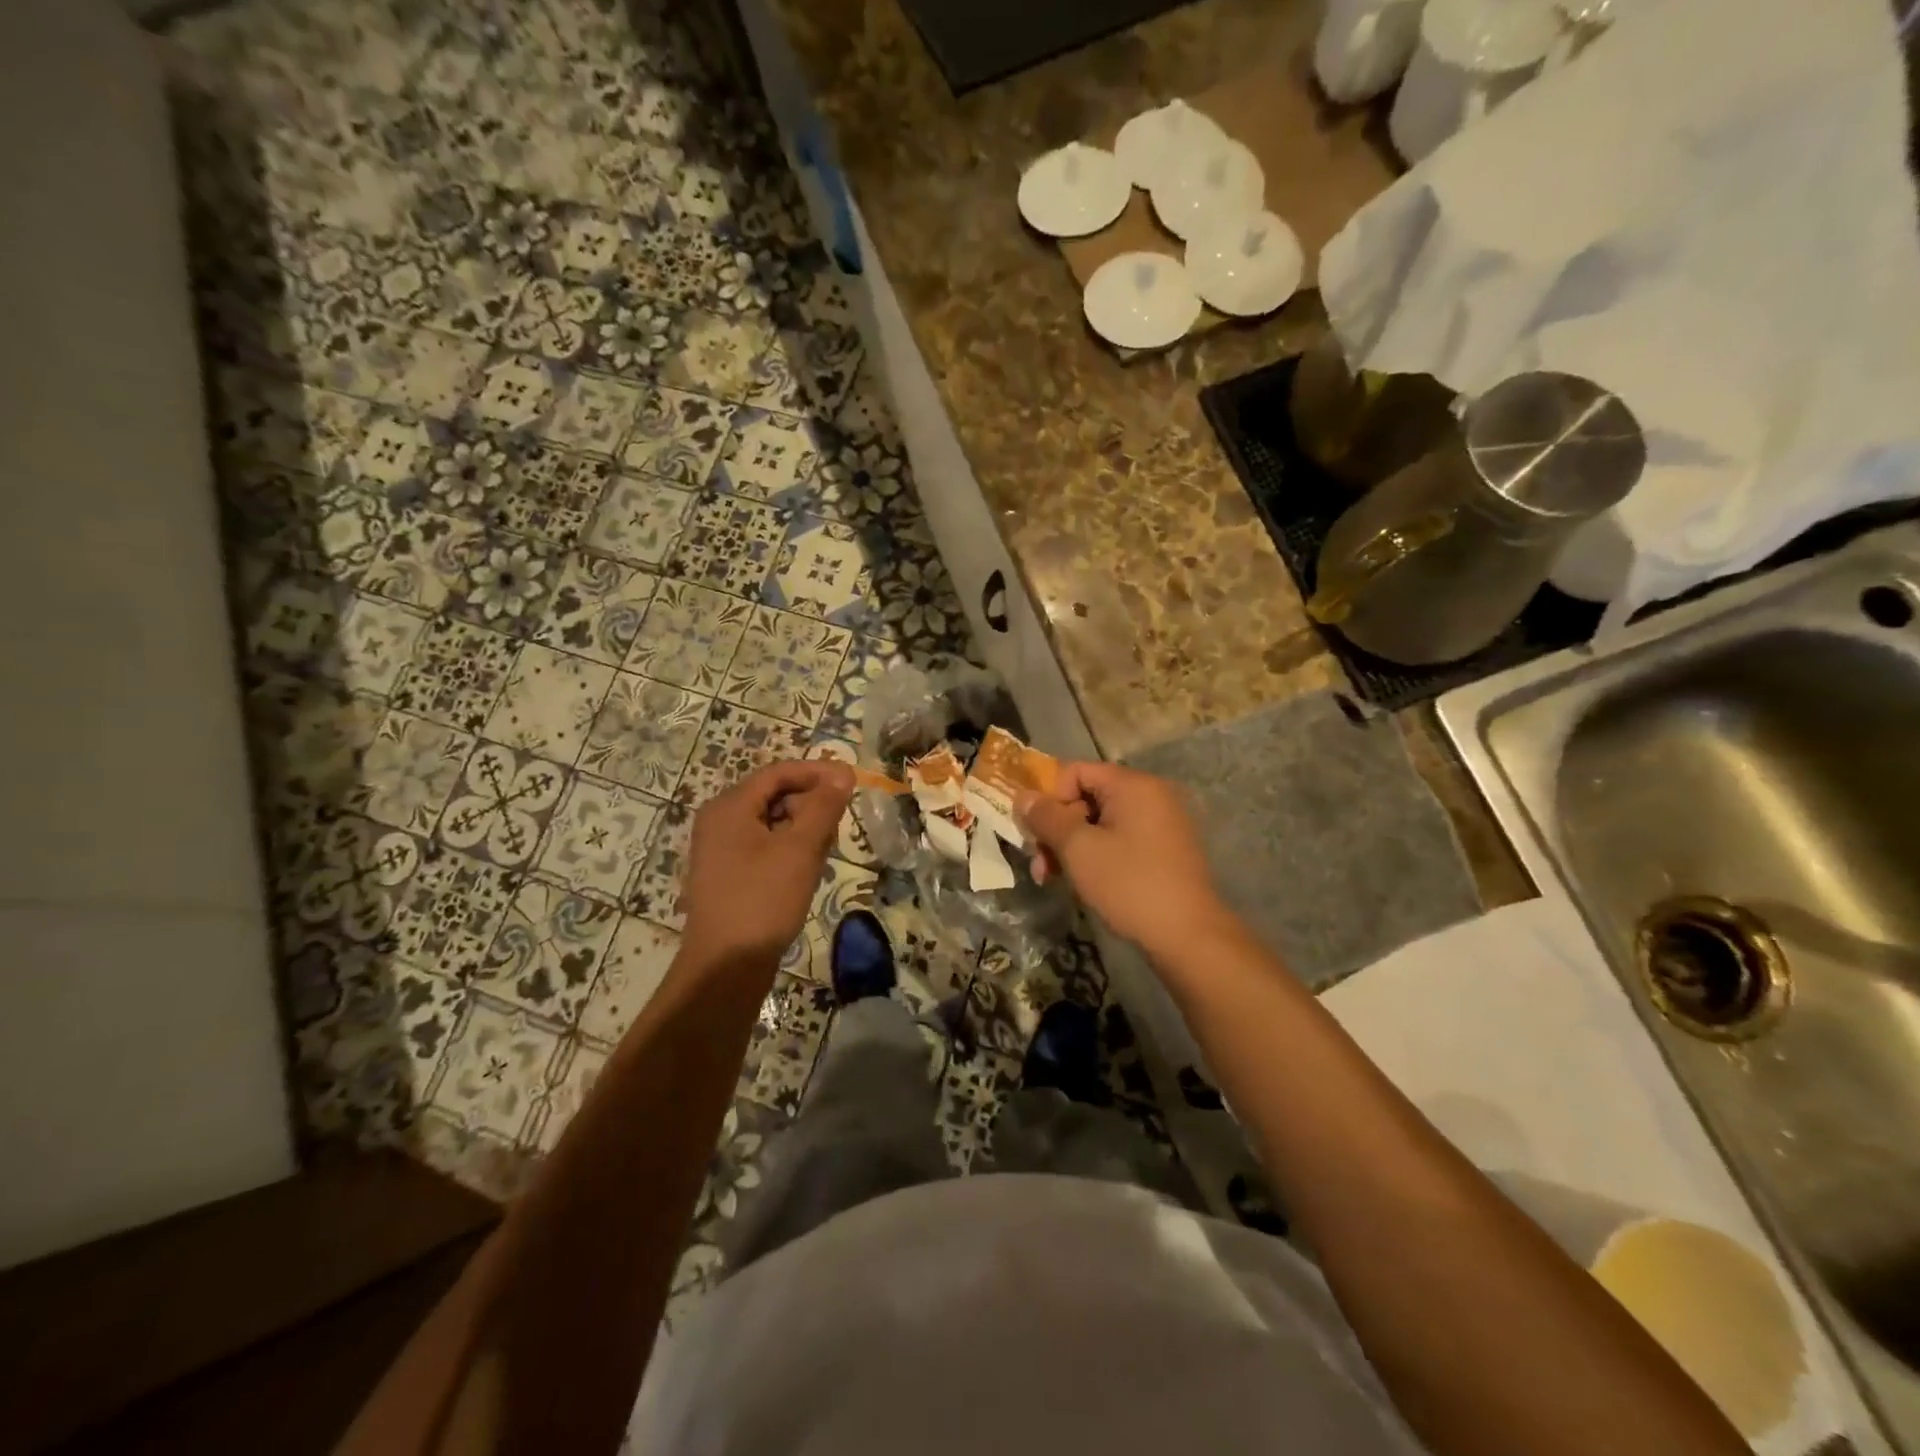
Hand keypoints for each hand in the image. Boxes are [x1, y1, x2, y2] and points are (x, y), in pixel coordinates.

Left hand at [680, 760, 853, 969]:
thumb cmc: (763, 900)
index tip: (852, 780)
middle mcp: (720, 821)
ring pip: (771, 822)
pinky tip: (807, 868)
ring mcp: (721, 849)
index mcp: (730, 807)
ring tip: (826, 849)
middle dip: (810, 802)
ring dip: (803, 827)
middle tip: (840, 821)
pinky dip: (789, 847)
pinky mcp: (728, 874)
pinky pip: (764, 845)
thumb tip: (843, 774)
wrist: (725, 967)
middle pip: (774, 795)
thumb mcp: (800, 849)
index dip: (817, 772)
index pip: (779, 772)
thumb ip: (823, 807)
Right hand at [1017, 762, 1235, 960]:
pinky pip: (1120, 839)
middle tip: (1038, 864)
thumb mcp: (1078, 849)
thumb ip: (1047, 817)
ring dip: (1071, 846)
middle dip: (1057, 828)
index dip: (1049, 797)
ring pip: (1100, 823)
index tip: (1034, 832)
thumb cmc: (1129, 884)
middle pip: (1087, 797)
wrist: (1188, 936)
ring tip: (1052, 879)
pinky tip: (1082, 883)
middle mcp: (1150, 795)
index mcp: (1133, 785)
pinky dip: (1096, 855)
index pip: (1076, 771)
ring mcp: (1161, 823)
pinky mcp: (1164, 850)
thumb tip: (1023, 797)